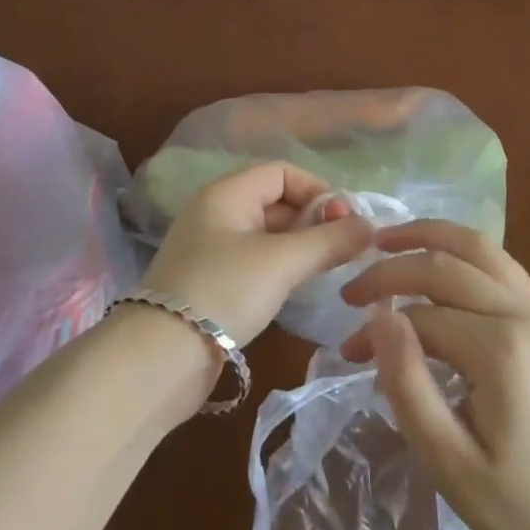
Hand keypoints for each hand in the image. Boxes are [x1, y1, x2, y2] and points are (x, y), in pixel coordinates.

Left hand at [142, 162, 372, 344]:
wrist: (160, 357)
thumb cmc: (224, 291)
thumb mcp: (282, 262)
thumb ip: (329, 241)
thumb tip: (369, 226)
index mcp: (227, 192)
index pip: (282, 172)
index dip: (318, 190)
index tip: (346, 222)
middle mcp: (217, 211)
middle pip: (276, 201)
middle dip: (313, 219)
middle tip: (345, 249)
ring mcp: (211, 247)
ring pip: (268, 233)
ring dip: (300, 245)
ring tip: (329, 269)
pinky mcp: (211, 280)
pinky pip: (255, 260)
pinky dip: (281, 266)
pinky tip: (298, 287)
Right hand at [339, 221, 529, 529]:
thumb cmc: (520, 505)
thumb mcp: (450, 464)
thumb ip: (408, 386)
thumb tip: (379, 317)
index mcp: (500, 350)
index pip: (420, 317)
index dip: (377, 330)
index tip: (349, 353)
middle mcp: (522, 314)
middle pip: (446, 266)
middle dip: (391, 269)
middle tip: (350, 289)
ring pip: (479, 246)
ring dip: (429, 235)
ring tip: (387, 238)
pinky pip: (500, 263)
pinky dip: (462, 248)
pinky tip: (440, 257)